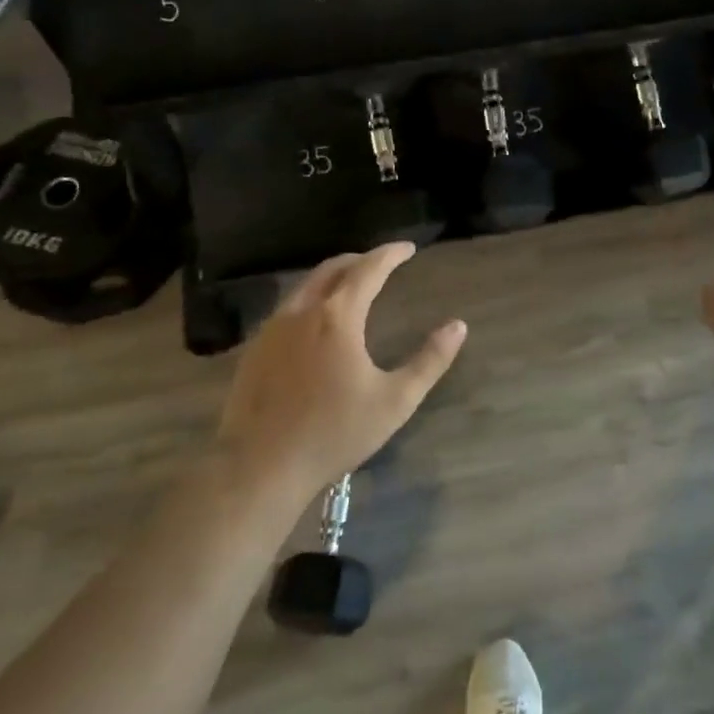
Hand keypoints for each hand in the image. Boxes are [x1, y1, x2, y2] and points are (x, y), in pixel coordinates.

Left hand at [215, 243, 466, 502]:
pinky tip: (316, 322)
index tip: (408, 248)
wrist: (260, 465)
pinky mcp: (255, 349)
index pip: (367, 269)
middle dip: (359, 260)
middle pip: (331, 269)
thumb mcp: (395, 400)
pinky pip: (287, 308)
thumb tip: (458, 327)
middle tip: (381, 262)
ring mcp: (272, 329)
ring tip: (351, 285)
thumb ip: (429, 361)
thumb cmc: (334, 432)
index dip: (389, 255)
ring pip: (305, 287)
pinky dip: (310, 299)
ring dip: (332, 277)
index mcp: (337, 316)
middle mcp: (301, 311)